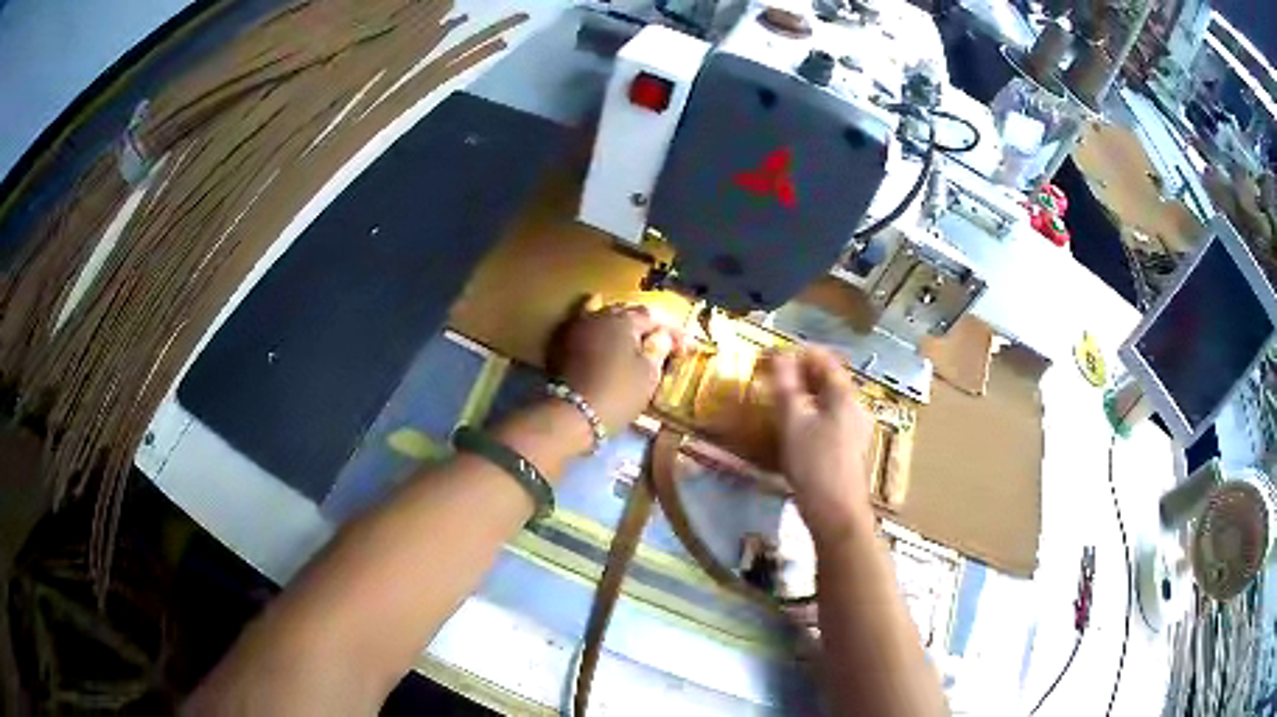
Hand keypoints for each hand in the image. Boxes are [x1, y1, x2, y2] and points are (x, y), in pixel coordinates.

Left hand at [553, 304, 682, 432]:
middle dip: (648, 326)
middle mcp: (602, 314)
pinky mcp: (566, 340)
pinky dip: (598, 321)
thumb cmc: (618, 394)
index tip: (685, 349)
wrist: (574, 414)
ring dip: (623, 323)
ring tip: (636, 337)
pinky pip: (586, 322)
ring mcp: (581, 325)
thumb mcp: (648, 374)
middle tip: (664, 344)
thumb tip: (662, 335)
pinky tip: (600, 320)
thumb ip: (659, 348)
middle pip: (630, 313)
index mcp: (625, 320)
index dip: (672, 333)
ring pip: (607, 315)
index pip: (654, 319)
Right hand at [766, 348, 875, 543]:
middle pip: (827, 378)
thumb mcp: (793, 422)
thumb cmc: (814, 464)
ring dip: (803, 396)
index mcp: (845, 394)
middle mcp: (856, 405)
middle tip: (770, 382)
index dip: (795, 353)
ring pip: (828, 400)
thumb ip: (786, 385)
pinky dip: (811, 414)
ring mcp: (857, 427)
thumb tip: (779, 354)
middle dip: (798, 375)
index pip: (822, 357)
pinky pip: (830, 418)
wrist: (837, 513)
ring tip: (777, 405)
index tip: (769, 359)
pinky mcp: (852, 447)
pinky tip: (794, 430)